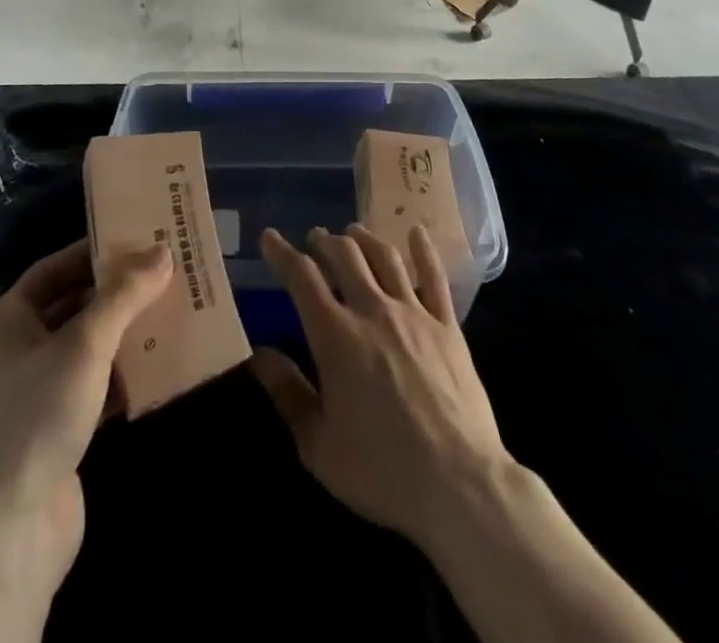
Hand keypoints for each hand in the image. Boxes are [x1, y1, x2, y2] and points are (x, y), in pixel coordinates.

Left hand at [0, 239, 171, 591]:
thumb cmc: (39, 414)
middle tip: (163, 273)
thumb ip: (124, 295)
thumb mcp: (85, 343)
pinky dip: (126, 375)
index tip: (135, 239)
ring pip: (90, 347)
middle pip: (75, 305)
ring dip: (126, 333)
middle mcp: (20, 350)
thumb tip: (162, 251)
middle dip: (117, 293)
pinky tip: (162, 367)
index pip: (54, 269)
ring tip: (171, 312)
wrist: (10, 528)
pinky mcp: (60, 429)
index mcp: (11, 320)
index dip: (92, 252)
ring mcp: (39, 393)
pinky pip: (98, 386)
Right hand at [251, 224, 507, 549]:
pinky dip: (424, 251)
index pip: (302, 278)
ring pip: (385, 257)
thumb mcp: (318, 444)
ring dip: (364, 239)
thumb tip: (259, 353)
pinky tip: (416, 232)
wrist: (458, 486)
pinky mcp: (448, 327)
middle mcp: (373, 311)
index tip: (270, 237)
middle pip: (345, 256)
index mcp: (336, 336)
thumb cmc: (380, 471)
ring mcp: (414, 314)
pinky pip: (435, 278)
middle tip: (315, 238)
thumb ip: (287, 393)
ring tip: (353, 233)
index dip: (283, 253)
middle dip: (325, 241)